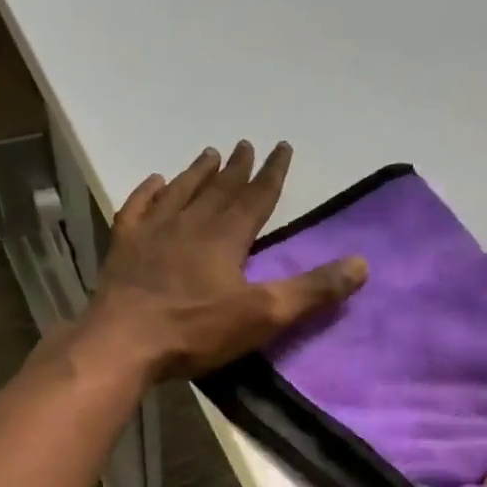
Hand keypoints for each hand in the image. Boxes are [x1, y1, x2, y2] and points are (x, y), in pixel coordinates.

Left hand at [80, 141, 367, 380]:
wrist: (125, 342)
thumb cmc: (196, 330)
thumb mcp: (263, 315)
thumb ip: (311, 290)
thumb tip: (361, 264)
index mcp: (226, 237)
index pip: (256, 197)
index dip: (272, 174)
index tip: (281, 147)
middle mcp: (190, 223)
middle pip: (219, 189)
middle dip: (237, 168)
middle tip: (246, 144)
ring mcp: (153, 233)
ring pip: (180, 192)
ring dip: (197, 173)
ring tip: (208, 153)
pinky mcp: (124, 248)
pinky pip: (138, 208)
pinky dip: (149, 192)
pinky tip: (155, 182)